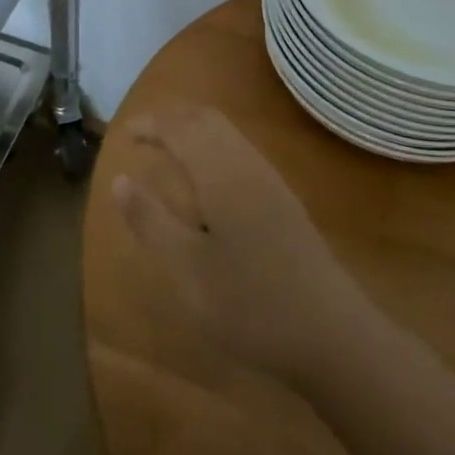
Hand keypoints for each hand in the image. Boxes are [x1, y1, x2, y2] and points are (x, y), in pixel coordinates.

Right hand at [113, 105, 373, 384]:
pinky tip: (206, 180)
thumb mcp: (188, 270)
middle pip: (206, 118)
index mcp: (220, 172)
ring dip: (193, 129)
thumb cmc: (252, 304)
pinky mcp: (283, 200)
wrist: (334, 336)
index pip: (179, 127)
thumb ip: (151, 222)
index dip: (150, 124)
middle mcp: (245, 163)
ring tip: (168, 150)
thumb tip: (120, 180)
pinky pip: (239, 149)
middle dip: (172, 118)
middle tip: (143, 135)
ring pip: (226, 132)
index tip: (125, 135)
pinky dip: (212, 145)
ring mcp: (269, 180)